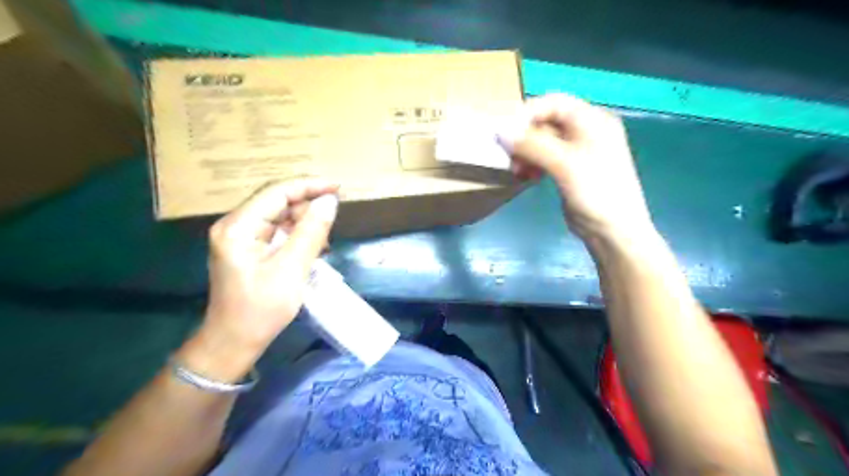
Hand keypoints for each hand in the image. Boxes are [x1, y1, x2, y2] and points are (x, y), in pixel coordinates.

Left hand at [198, 177, 340, 360]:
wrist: (234, 342)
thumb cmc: (260, 309)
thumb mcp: (291, 270)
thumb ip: (311, 232)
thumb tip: (330, 202)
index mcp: (238, 227)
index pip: (277, 192)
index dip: (309, 186)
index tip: (338, 188)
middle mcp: (235, 225)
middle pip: (277, 201)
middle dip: (307, 205)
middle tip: (335, 216)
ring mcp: (239, 237)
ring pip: (278, 216)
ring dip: (304, 221)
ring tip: (325, 236)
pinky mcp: (247, 248)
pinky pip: (276, 231)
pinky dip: (296, 234)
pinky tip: (312, 246)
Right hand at [498, 93, 651, 240]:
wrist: (613, 231)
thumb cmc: (596, 192)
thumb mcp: (564, 164)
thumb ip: (532, 145)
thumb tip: (499, 131)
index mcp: (592, 120)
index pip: (553, 102)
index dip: (527, 113)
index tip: (505, 132)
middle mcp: (586, 131)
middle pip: (546, 121)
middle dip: (524, 137)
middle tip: (509, 156)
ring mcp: (578, 151)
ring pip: (543, 141)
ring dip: (526, 152)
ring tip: (517, 170)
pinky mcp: (570, 170)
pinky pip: (545, 158)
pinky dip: (533, 163)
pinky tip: (526, 176)